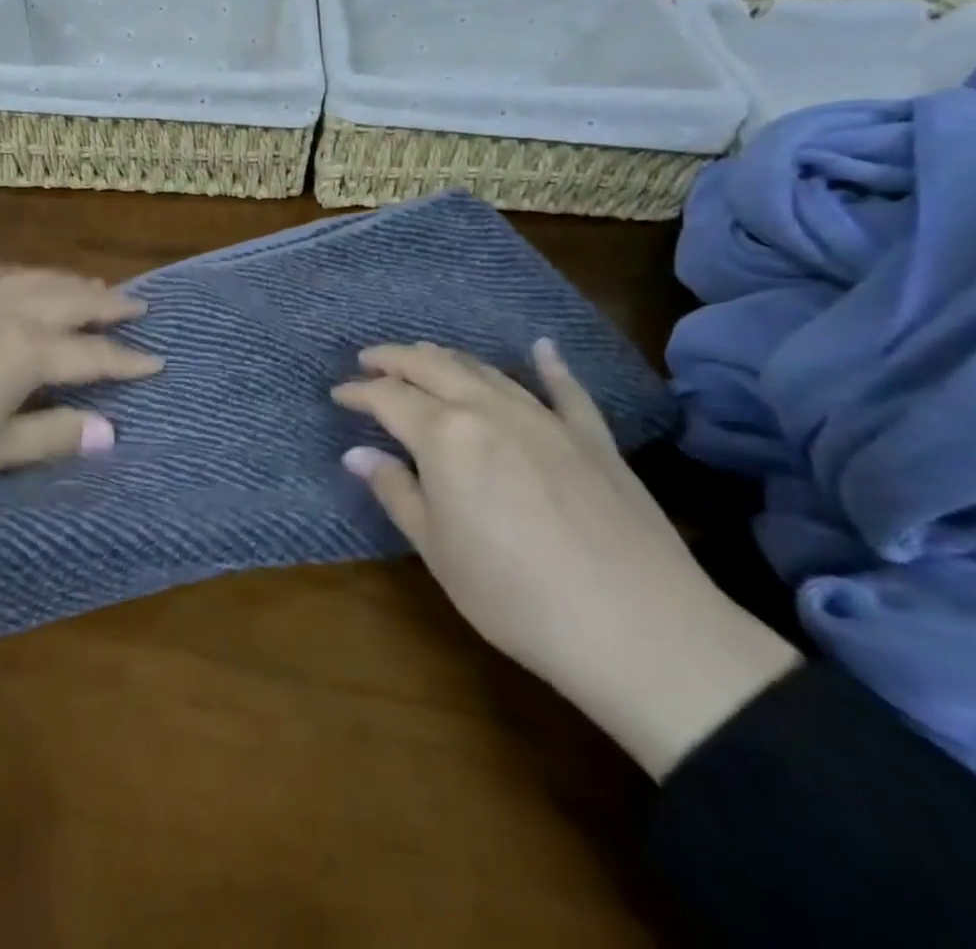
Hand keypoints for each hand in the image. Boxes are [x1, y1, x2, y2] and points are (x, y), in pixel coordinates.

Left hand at [0, 261, 161, 490]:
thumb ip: (51, 436)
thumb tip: (110, 432)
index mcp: (26, 352)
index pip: (92, 355)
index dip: (127, 361)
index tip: (158, 361)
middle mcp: (6, 313)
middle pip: (70, 302)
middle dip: (108, 305)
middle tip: (138, 303)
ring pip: (31, 279)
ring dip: (66, 281)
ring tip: (90, 283)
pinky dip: (7, 270)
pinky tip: (10, 273)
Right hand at [333, 340, 799, 779]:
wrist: (638, 628)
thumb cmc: (514, 594)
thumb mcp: (437, 549)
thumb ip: (396, 491)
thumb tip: (357, 454)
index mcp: (445, 434)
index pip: (389, 398)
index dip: (359, 392)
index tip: (338, 393)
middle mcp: (490, 409)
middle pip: (433, 367)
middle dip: (396, 359)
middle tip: (370, 359)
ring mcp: (545, 418)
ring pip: (487, 371)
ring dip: (449, 358)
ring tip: (425, 353)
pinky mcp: (593, 437)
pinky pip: (566, 390)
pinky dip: (550, 365)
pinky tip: (542, 347)